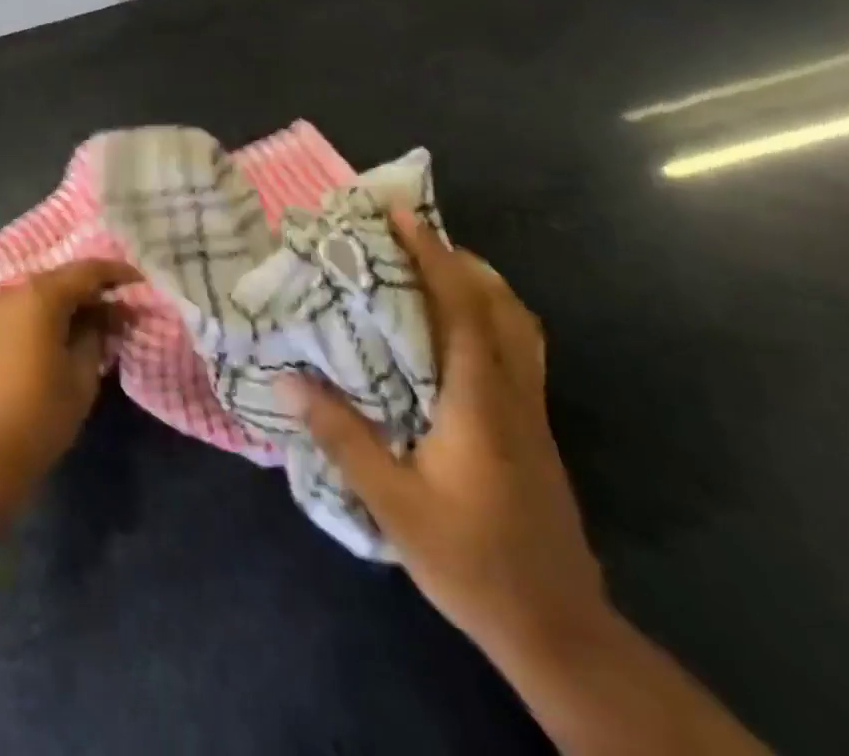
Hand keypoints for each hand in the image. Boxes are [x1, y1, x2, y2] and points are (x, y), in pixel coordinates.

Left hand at [0, 259, 139, 504]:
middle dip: (93, 289)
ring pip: (41, 293)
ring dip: (69, 303)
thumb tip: (107, 313)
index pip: (88, 270)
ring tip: (96, 323)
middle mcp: (13, 290)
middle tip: (122, 309)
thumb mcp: (81, 376)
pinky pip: (23, 309)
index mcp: (40, 295)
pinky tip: (63, 334)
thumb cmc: (38, 415)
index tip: (141, 285)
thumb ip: (97, 333)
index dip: (118, 274)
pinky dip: (46, 314)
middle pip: (62, 278)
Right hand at [282, 209, 608, 664]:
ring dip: (480, 285)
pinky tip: (455, 332)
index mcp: (480, 401)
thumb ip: (343, 437)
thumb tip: (289, 379)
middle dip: (458, 259)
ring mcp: (532, 413)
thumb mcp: (393, 503)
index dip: (434, 256)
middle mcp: (513, 394)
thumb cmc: (471, 561)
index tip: (402, 217)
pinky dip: (490, 316)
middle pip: (500, 306)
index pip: (462, 308)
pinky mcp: (535, 431)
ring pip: (519, 326)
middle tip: (410, 236)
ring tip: (434, 269)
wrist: (558, 630)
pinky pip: (518, 350)